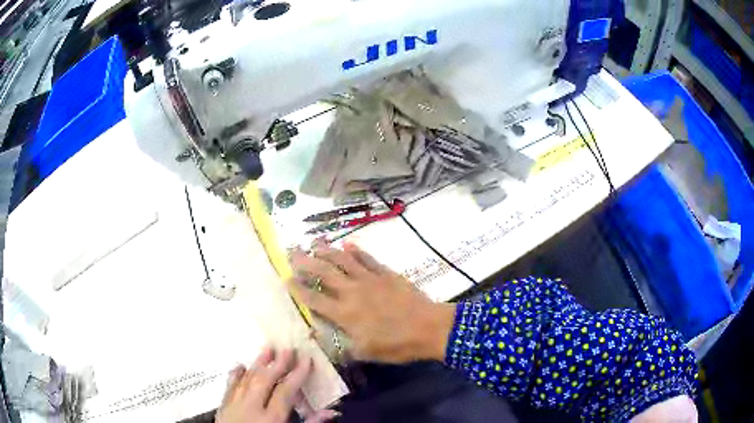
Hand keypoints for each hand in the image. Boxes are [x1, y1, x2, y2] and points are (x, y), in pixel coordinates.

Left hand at [216, 347, 337, 422]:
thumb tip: (331, 412)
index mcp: (271, 418)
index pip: (285, 391)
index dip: (297, 374)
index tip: (306, 358)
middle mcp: (251, 408)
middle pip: (264, 380)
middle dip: (277, 363)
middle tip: (288, 349)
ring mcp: (234, 405)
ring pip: (246, 379)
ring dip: (257, 364)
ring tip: (267, 349)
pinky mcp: (222, 406)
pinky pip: (229, 386)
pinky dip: (235, 375)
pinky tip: (240, 366)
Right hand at [289, 241, 455, 362]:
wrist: (429, 328)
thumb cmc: (397, 345)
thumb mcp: (365, 353)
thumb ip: (338, 345)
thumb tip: (315, 335)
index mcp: (345, 313)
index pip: (314, 299)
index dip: (298, 289)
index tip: (286, 279)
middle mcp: (352, 292)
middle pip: (324, 273)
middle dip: (305, 262)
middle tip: (292, 252)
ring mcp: (370, 279)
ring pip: (343, 260)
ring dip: (326, 251)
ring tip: (314, 243)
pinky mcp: (386, 273)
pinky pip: (367, 258)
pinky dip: (356, 251)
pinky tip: (347, 244)